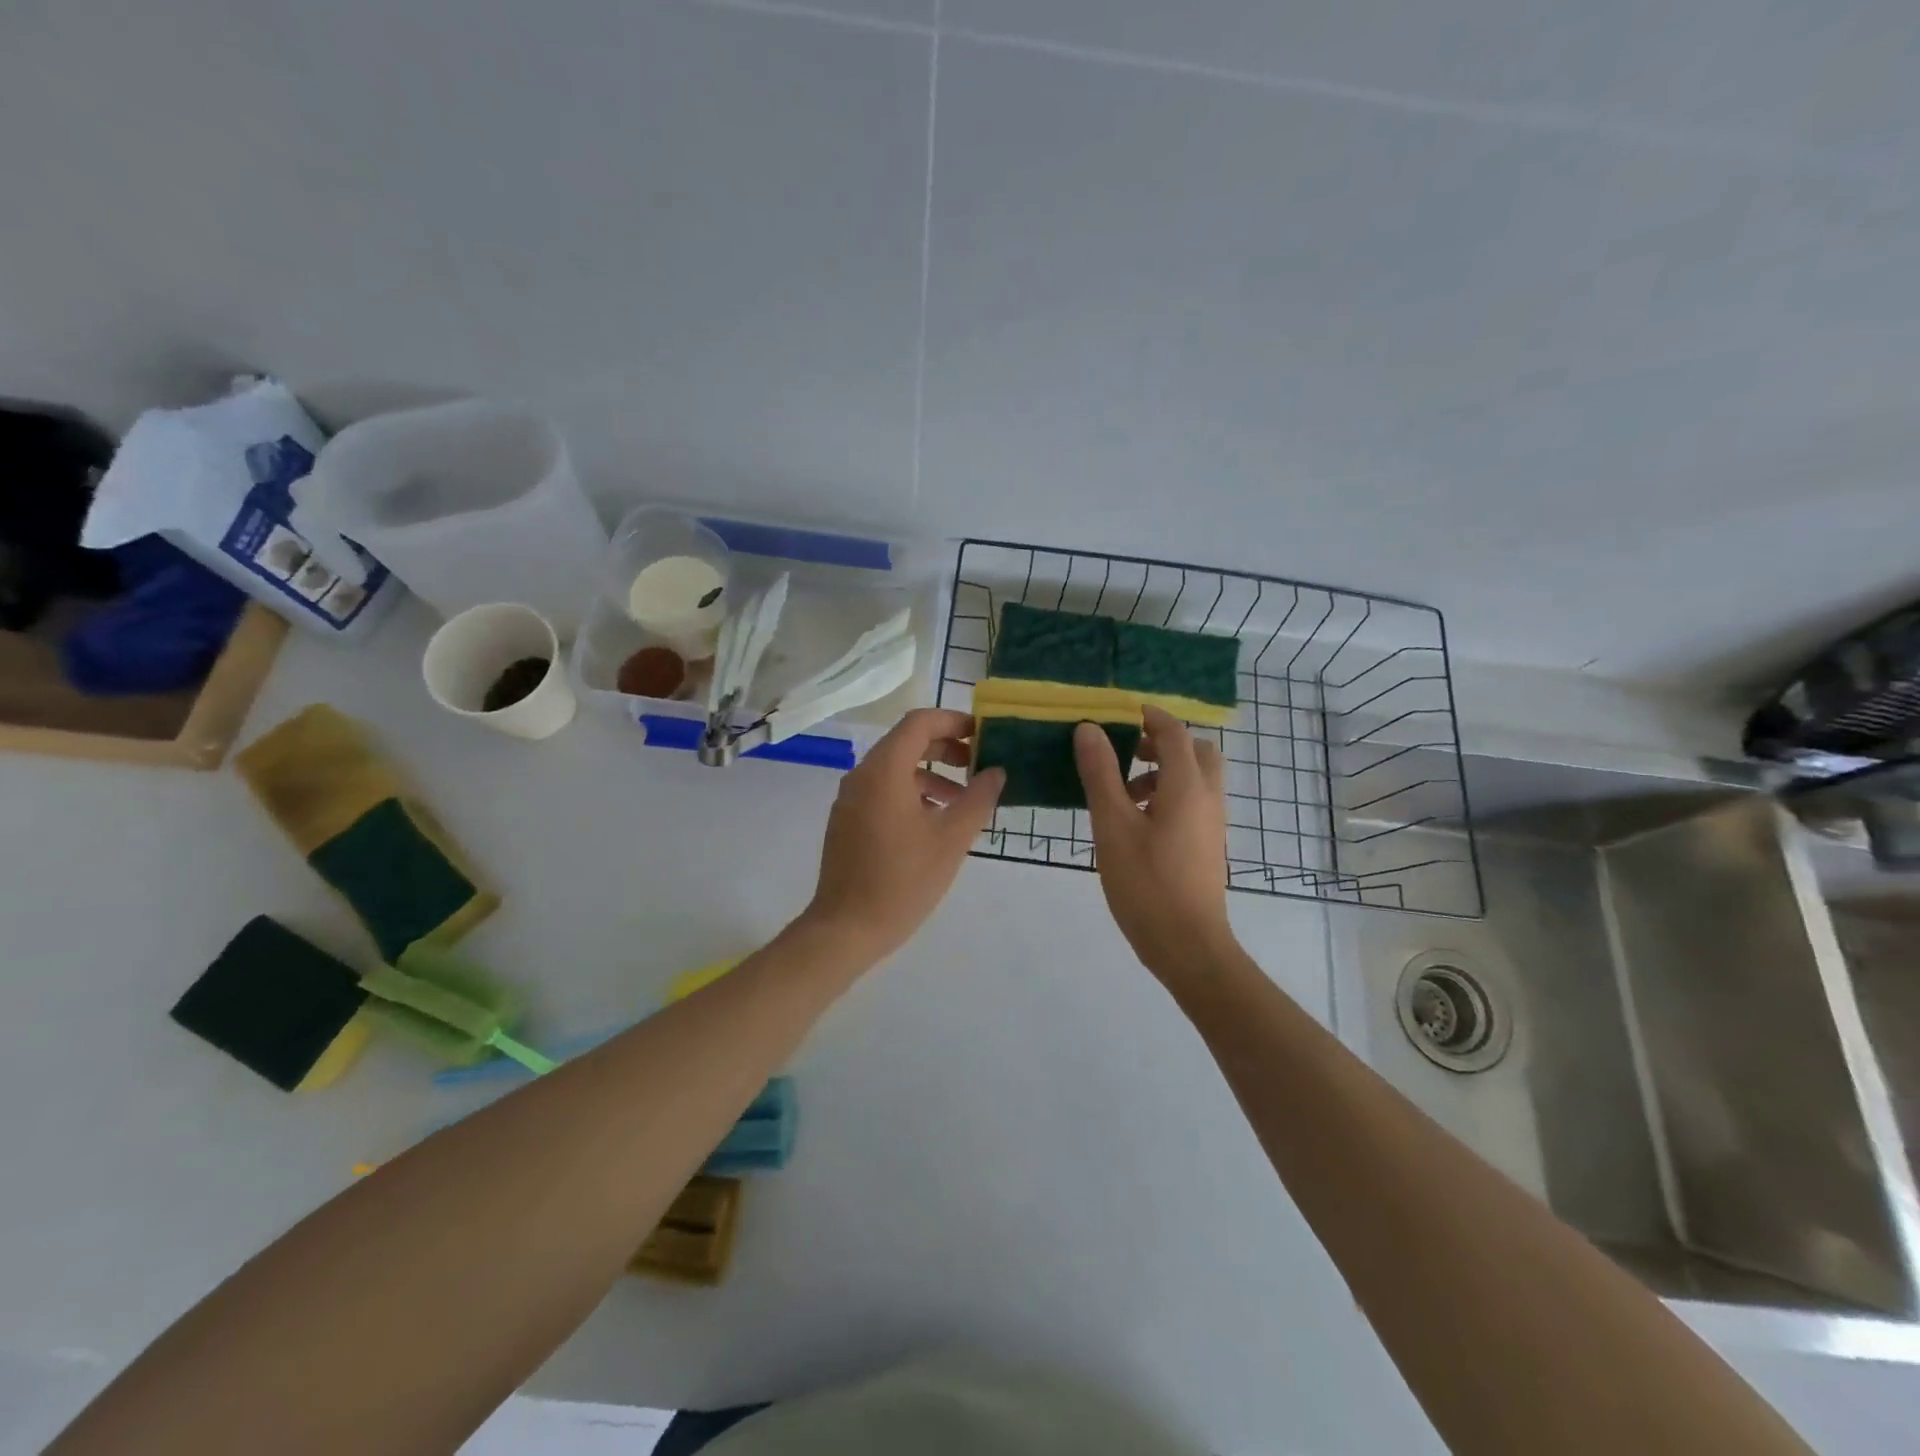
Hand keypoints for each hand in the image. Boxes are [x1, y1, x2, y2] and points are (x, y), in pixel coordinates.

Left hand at [801, 708, 1004, 964]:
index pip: (919, 722)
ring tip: (962, 801)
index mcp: (884, 770)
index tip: (982, 735)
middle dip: (945, 748)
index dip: (953, 721)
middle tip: (978, 766)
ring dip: (931, 774)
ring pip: (895, 769)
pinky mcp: (847, 821)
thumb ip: (978, 798)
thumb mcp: (952, 839)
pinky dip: (911, 793)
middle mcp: (862, 775)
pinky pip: (882, 791)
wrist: (846, 928)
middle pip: (906, 742)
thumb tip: (996, 772)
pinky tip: (934, 822)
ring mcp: (850, 799)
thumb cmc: (904, 880)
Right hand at [1074, 706, 1234, 982]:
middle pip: (1196, 750)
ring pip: (1196, 777)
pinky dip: (1170, 794)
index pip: (1173, 731)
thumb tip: (1089, 729)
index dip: (1148, 716)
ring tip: (1124, 793)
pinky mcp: (1208, 843)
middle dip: (1162, 742)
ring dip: (1164, 770)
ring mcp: (1212, 822)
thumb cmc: (1146, 883)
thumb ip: (1101, 774)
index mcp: (1187, 785)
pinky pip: (1194, 801)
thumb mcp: (1112, 825)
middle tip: (1126, 752)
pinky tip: (1137, 822)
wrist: (1188, 945)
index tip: (1118, 713)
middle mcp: (1208, 796)